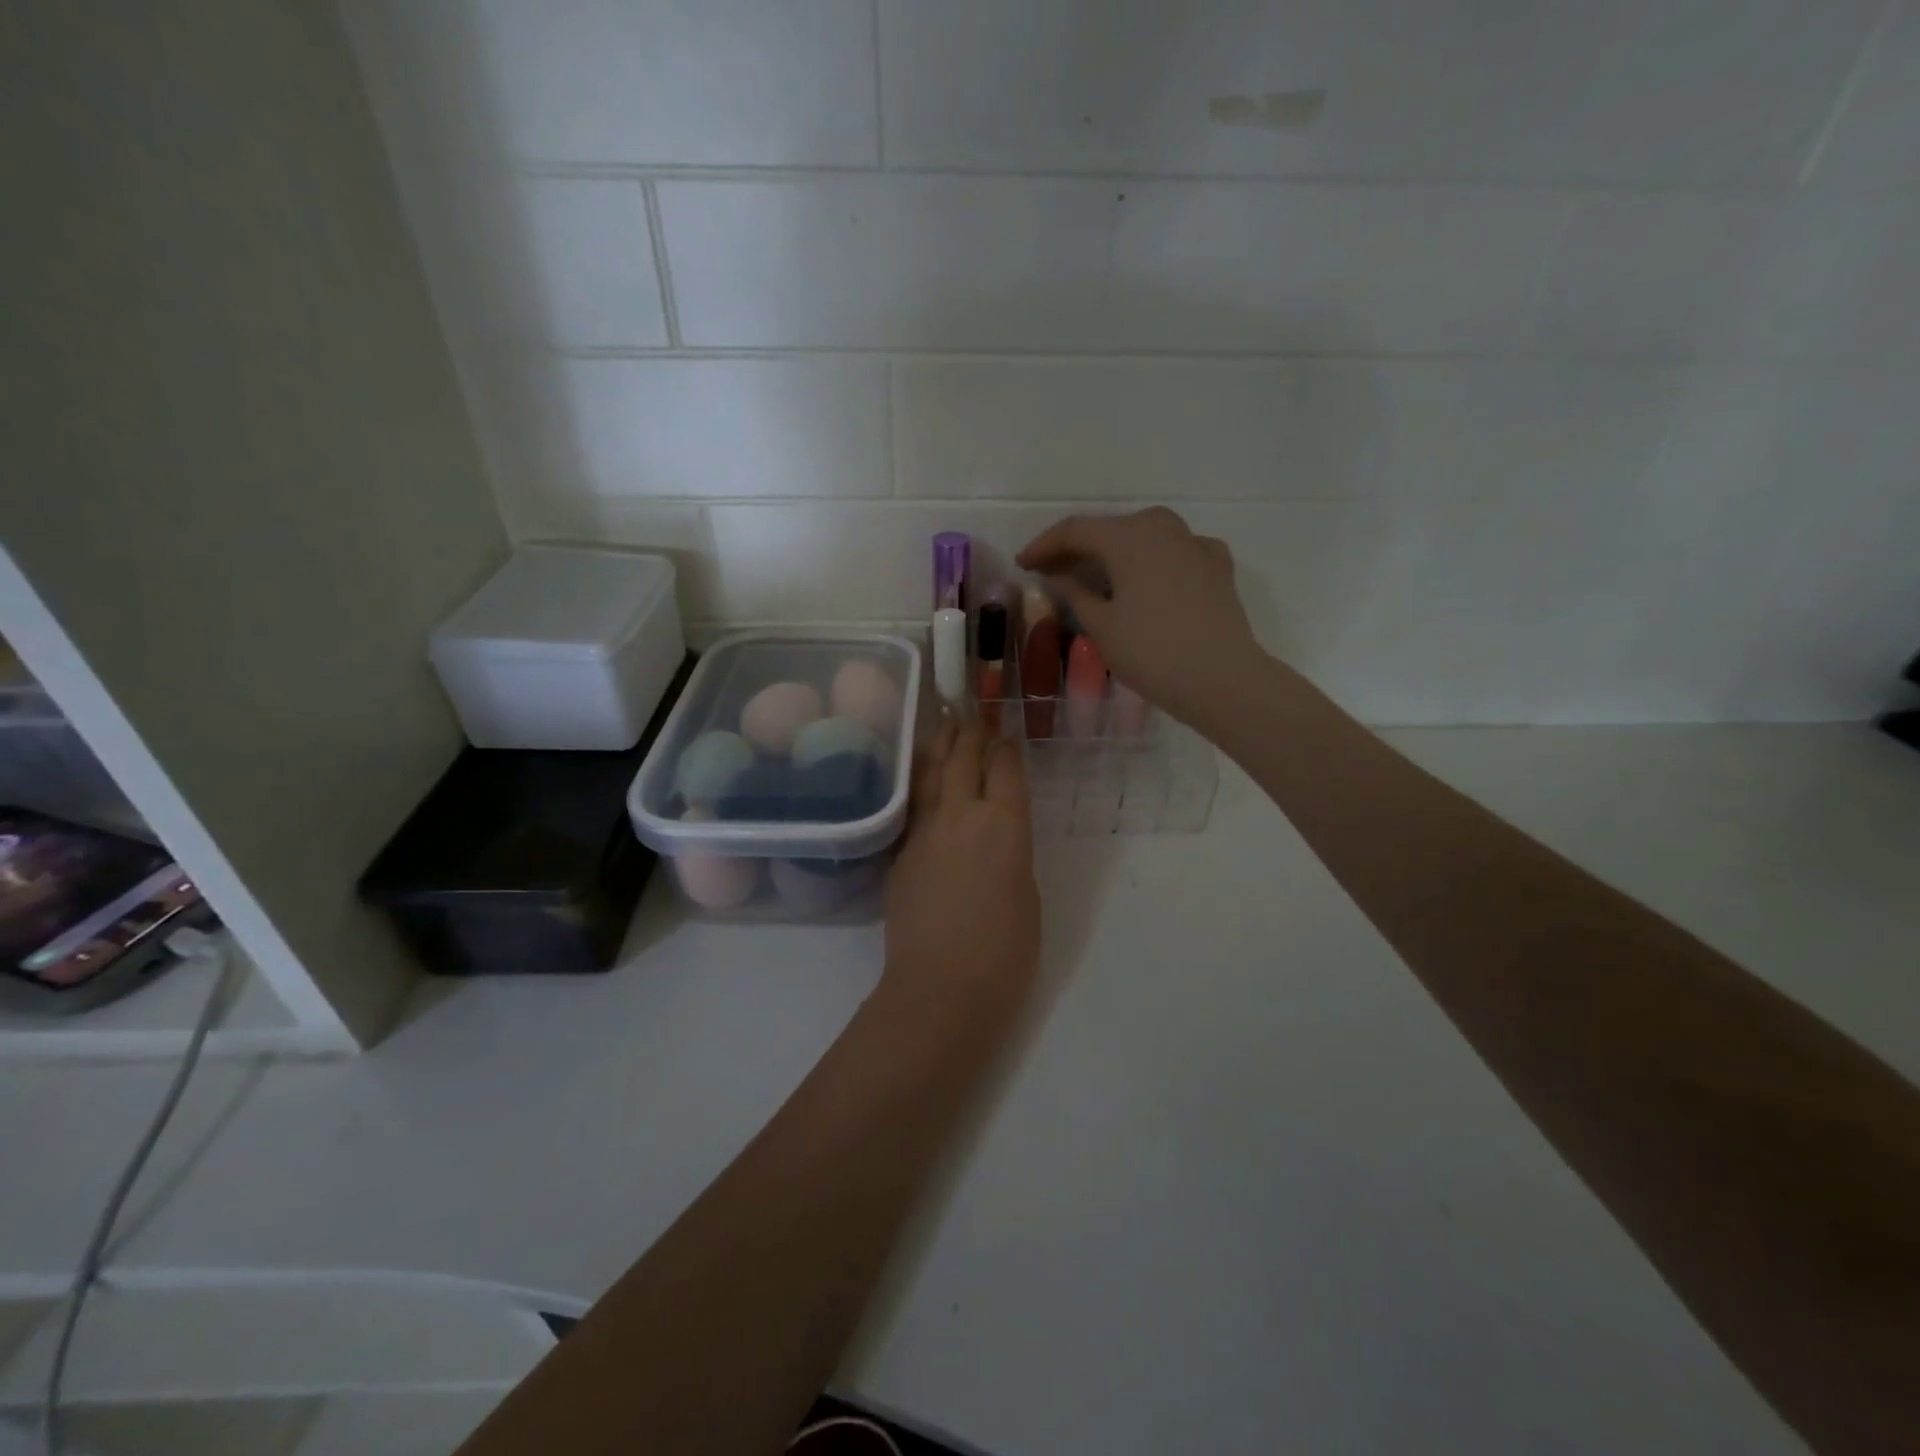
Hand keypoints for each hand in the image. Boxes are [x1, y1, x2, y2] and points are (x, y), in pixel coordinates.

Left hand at [882, 719, 1039, 1019]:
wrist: (941, 988)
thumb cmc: (1004, 952)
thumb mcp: (1027, 894)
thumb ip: (1011, 852)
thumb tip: (996, 836)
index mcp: (1004, 825)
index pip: (1005, 768)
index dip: (1007, 747)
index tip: (1007, 735)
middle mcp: (961, 815)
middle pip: (963, 758)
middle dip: (971, 732)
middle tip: (974, 712)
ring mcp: (923, 831)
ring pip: (929, 772)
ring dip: (940, 744)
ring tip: (944, 722)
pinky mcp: (898, 852)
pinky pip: (911, 804)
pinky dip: (918, 781)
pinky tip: (919, 775)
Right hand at [1017, 506, 1264, 726]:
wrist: (1222, 679)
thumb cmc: (1152, 652)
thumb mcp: (1101, 626)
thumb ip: (1075, 594)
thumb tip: (1059, 578)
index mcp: (1129, 537)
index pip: (1075, 531)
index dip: (1044, 546)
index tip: (1022, 563)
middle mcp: (1162, 528)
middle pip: (1110, 530)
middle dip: (1078, 549)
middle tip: (1052, 572)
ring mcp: (1195, 544)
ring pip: (1144, 538)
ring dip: (1115, 554)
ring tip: (1094, 576)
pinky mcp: (1217, 567)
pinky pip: (1175, 553)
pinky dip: (1154, 562)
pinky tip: (1149, 578)